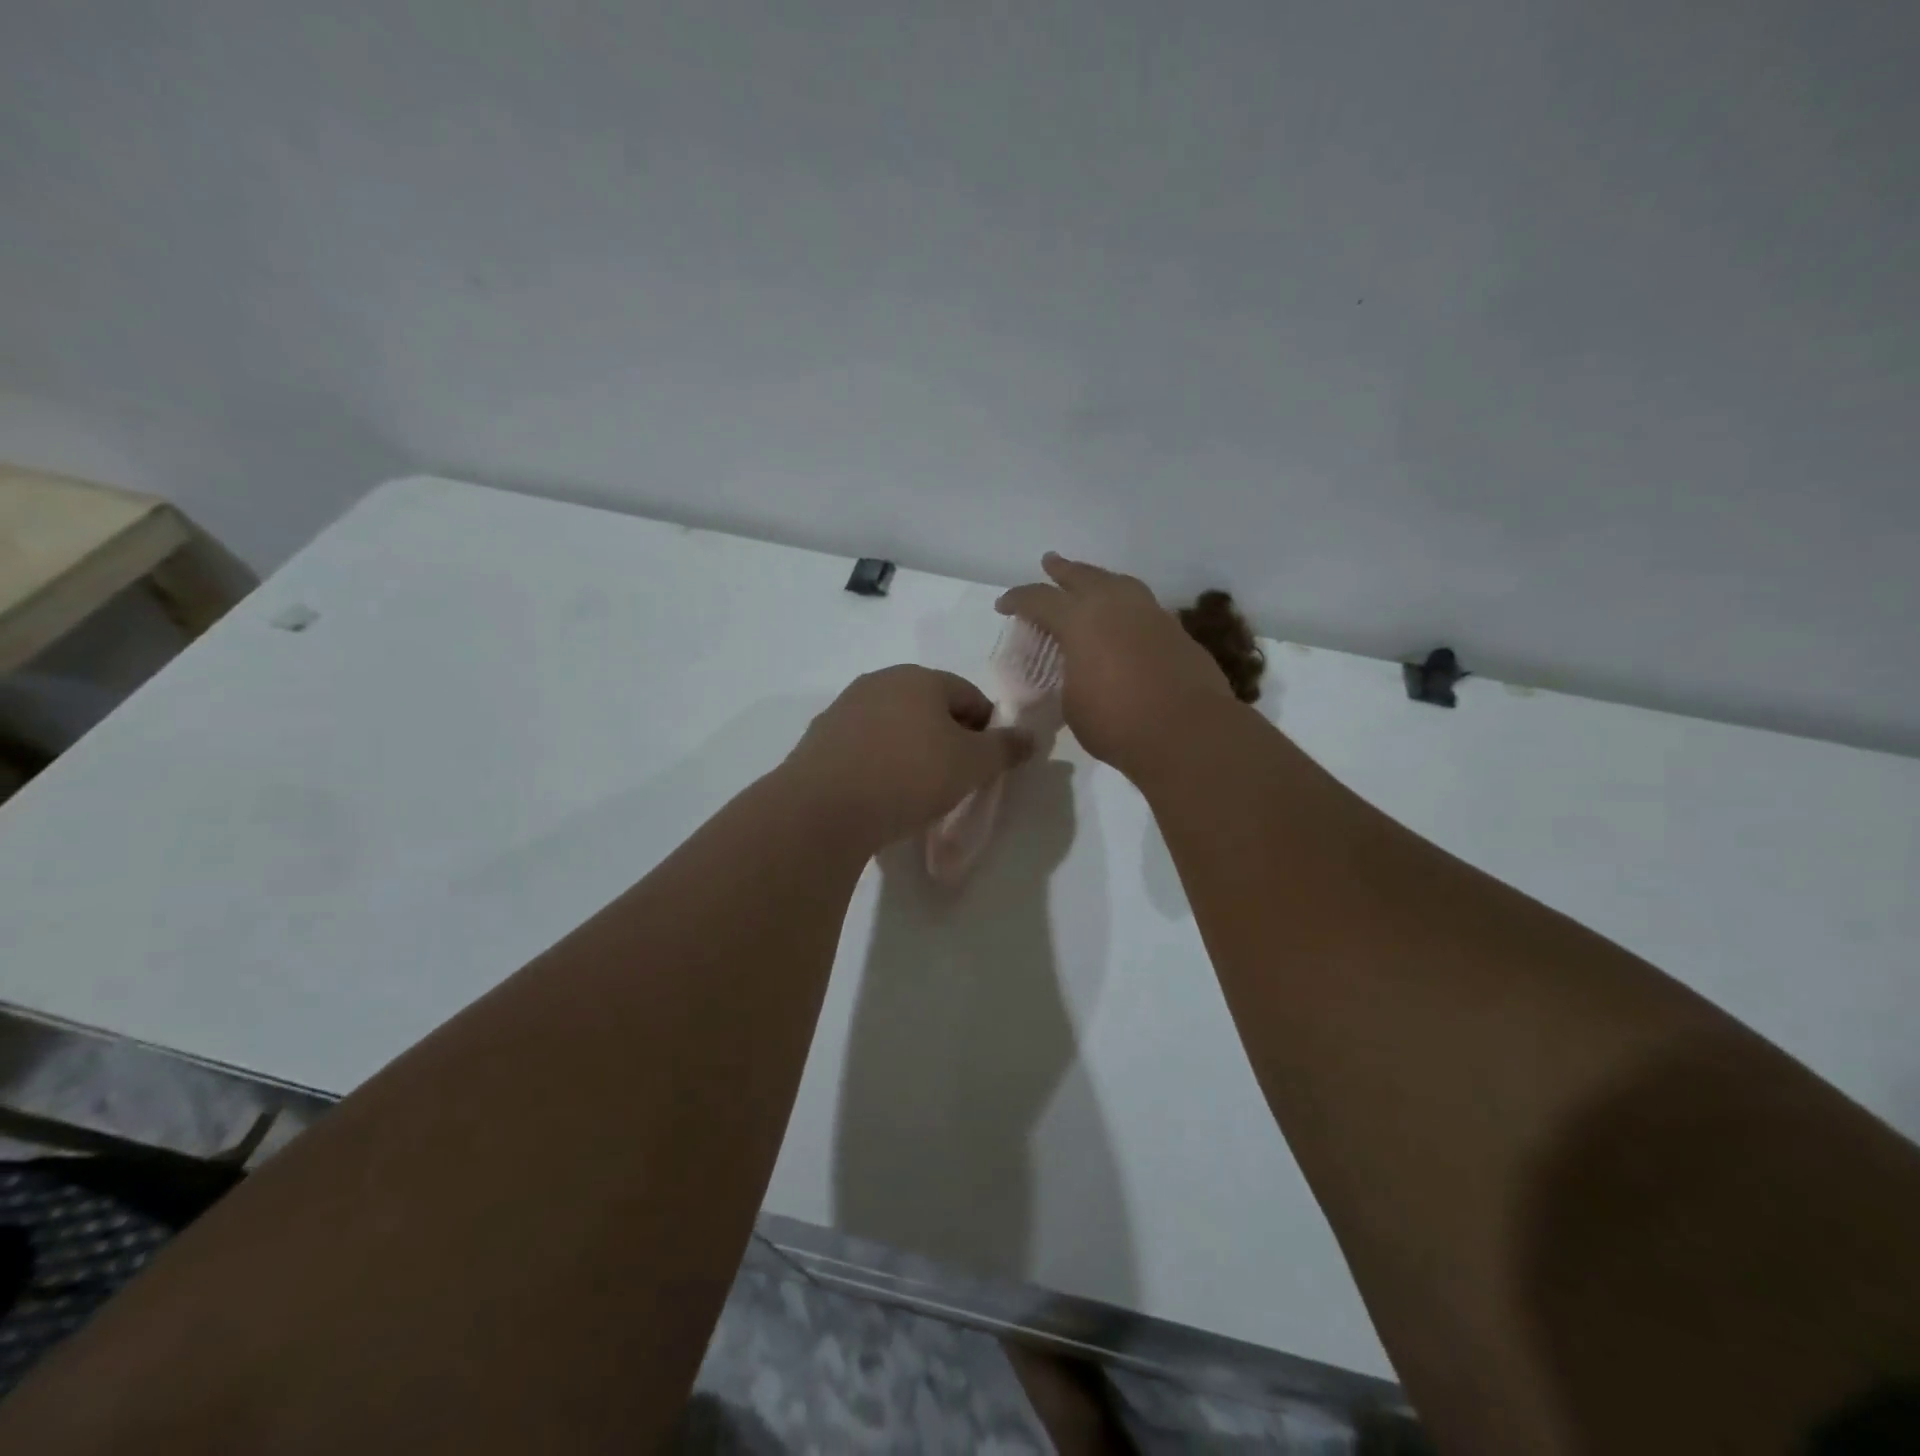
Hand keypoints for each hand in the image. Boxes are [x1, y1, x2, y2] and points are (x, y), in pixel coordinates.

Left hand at [784, 666, 1031, 847]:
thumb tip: (1030, 738)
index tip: (987, 764)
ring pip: (895, 726)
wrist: (823, 809)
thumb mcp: (971, 765)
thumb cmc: (908, 776)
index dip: (987, 728)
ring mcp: (844, 708)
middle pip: (930, 707)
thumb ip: (1005, 748)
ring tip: (917, 790)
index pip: (969, 695)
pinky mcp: (819, 739)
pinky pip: (865, 746)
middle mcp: (879, 682)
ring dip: (912, 750)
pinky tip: (881, 793)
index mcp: (919, 678)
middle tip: (956, 778)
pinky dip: (880, 763)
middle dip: (948, 738)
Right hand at [997, 553, 1237, 779]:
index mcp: (1079, 620)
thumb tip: (1077, 670)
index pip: (1039, 599)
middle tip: (1050, 563)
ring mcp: (1151, 614)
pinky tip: (1123, 620)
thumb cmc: (1117, 722)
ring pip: (1119, 583)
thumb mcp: (1072, 703)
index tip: (1004, 606)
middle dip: (1062, 570)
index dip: (1018, 600)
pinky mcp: (1176, 631)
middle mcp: (1115, 605)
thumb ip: (1068, 677)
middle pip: (1083, 576)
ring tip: (1091, 583)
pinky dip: (1126, 606)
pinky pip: (1142, 607)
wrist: (1188, 732)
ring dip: (1099, 580)